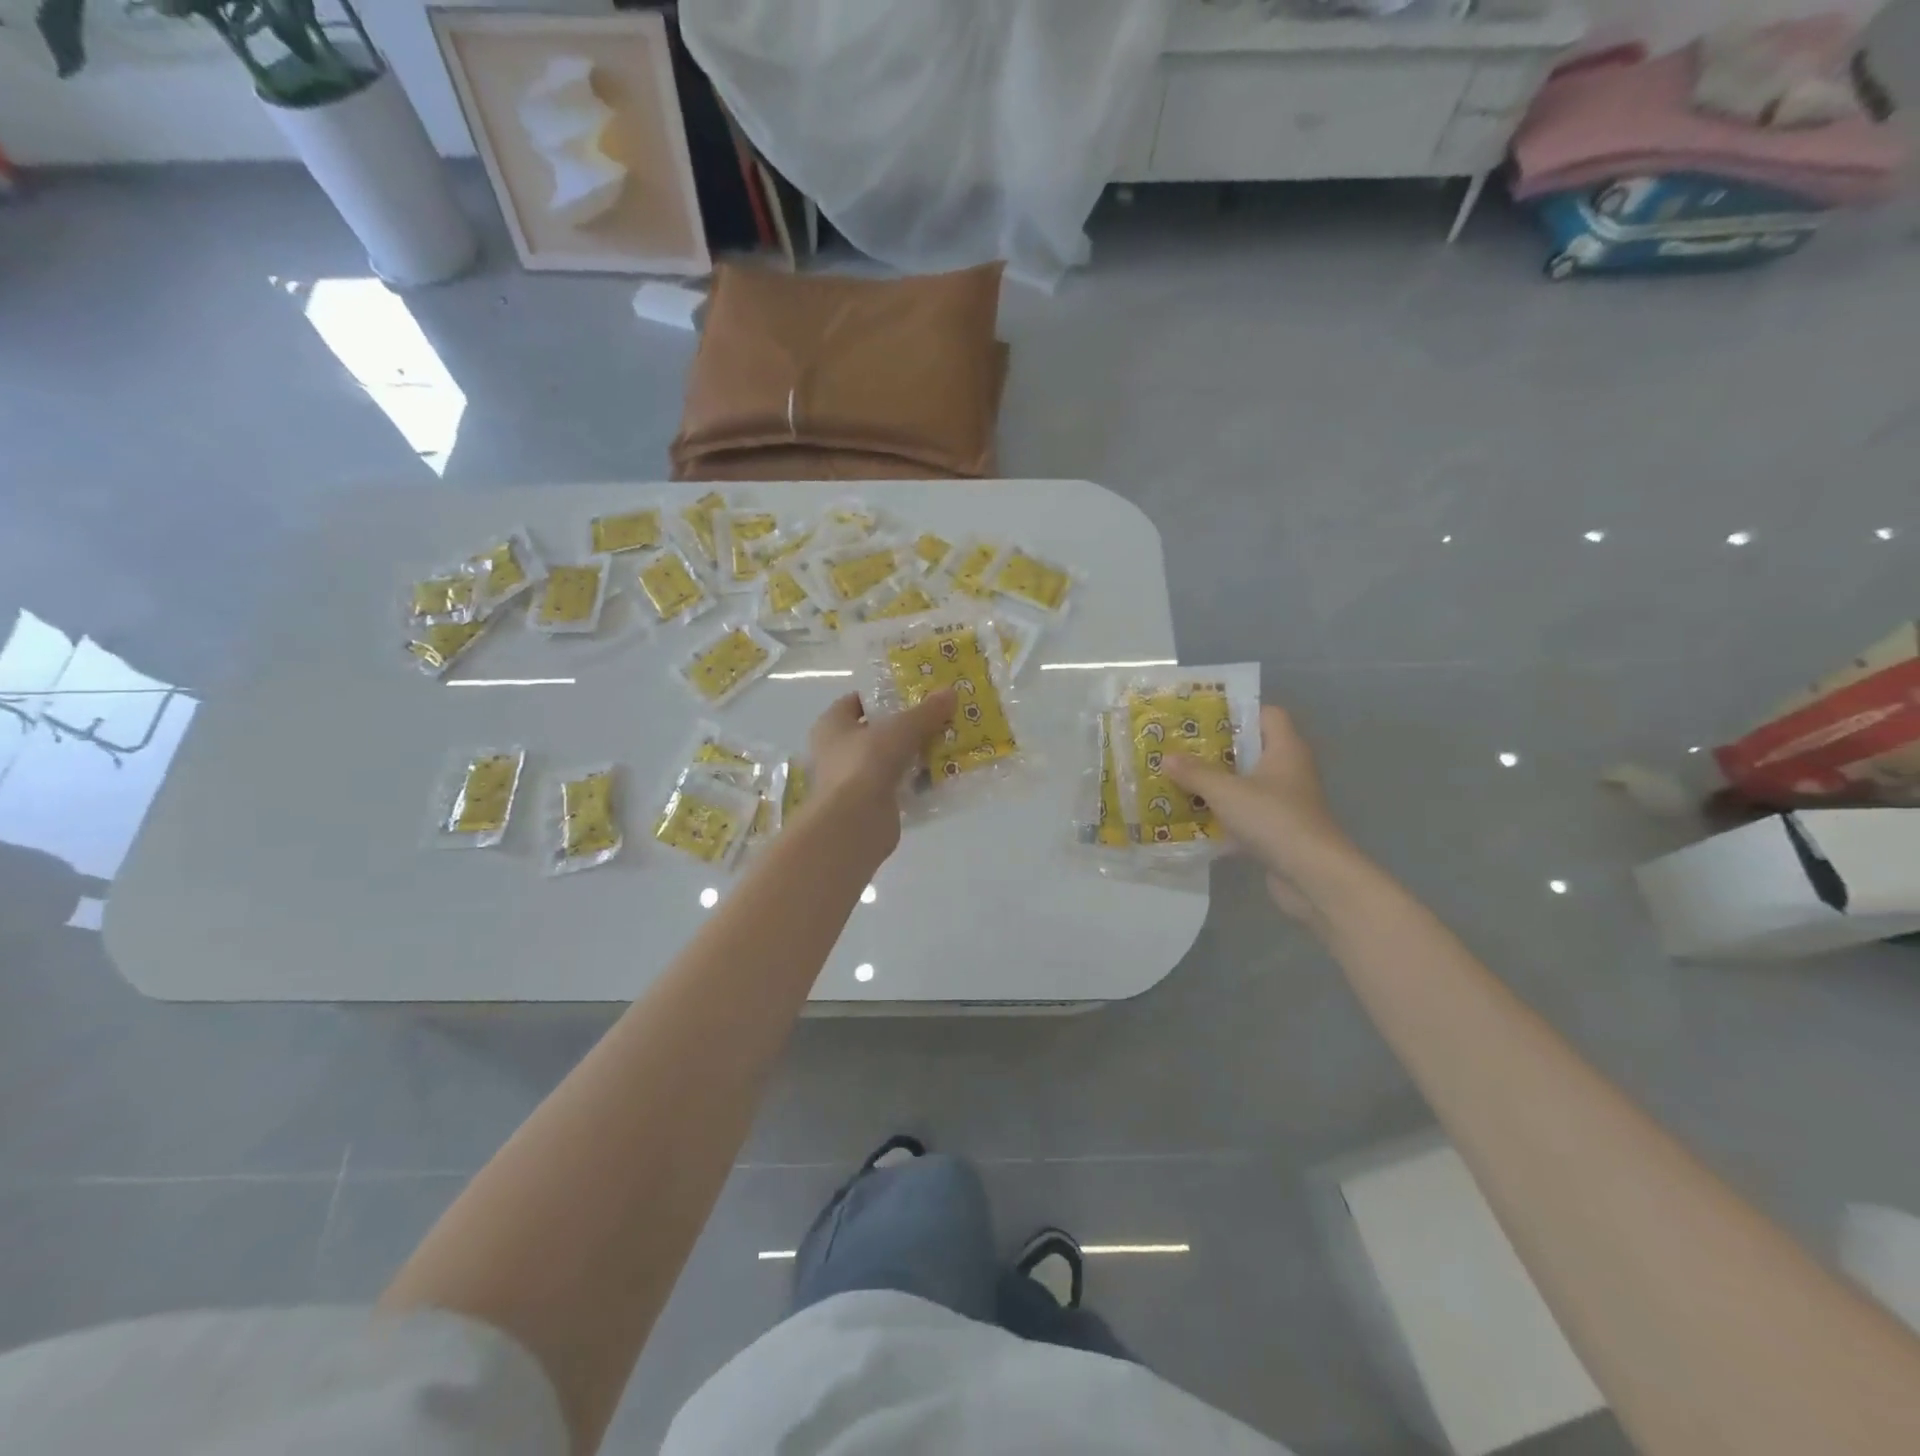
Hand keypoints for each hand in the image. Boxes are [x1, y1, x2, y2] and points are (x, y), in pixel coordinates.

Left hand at [804, 689, 956, 864]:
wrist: (856, 822)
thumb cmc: (867, 763)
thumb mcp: (902, 729)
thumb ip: (926, 711)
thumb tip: (951, 691)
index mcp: (831, 725)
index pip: (856, 701)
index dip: (883, 695)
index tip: (914, 693)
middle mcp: (837, 751)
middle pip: (876, 732)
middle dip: (907, 726)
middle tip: (939, 717)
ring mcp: (852, 781)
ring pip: (889, 761)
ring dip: (915, 755)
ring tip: (949, 744)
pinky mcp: (870, 806)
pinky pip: (898, 787)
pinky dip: (917, 782)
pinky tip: (943, 776)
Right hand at [1164, 704, 1358, 924]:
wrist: (1313, 876)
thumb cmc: (1273, 819)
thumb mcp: (1226, 791)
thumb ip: (1195, 773)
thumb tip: (1166, 757)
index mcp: (1286, 749)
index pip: (1268, 714)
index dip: (1238, 712)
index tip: (1204, 718)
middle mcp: (1289, 771)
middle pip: (1252, 750)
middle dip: (1216, 751)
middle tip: (1180, 749)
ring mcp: (1285, 803)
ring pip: (1246, 785)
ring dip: (1216, 785)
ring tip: (1179, 781)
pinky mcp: (1278, 831)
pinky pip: (1245, 815)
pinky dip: (1222, 816)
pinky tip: (1192, 819)